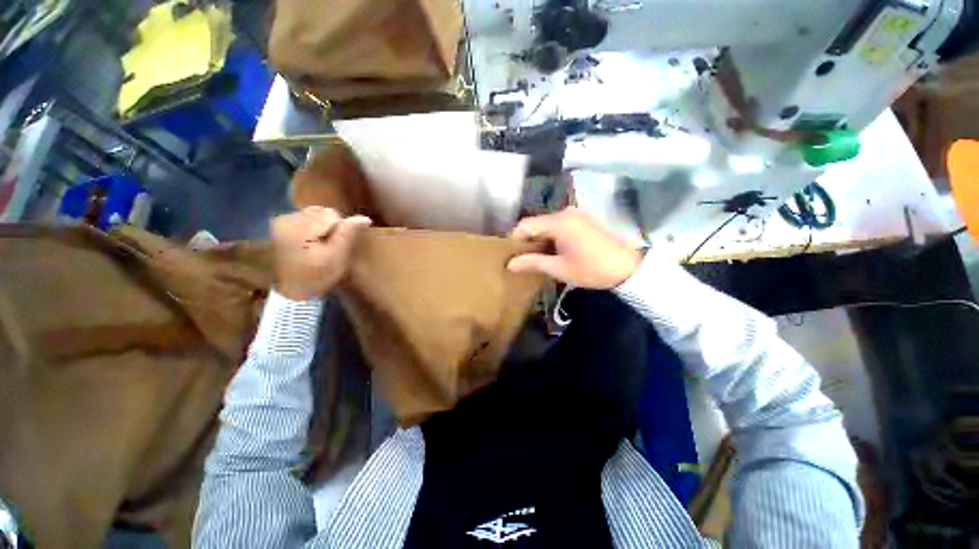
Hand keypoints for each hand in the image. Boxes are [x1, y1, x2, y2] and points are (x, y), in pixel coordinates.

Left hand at [271, 207, 371, 300]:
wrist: (294, 290)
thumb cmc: (318, 276)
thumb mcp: (337, 257)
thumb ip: (348, 234)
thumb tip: (365, 218)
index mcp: (298, 228)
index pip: (331, 215)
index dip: (340, 229)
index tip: (335, 246)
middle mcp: (286, 219)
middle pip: (322, 211)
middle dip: (331, 226)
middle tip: (328, 246)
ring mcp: (281, 220)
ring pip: (315, 212)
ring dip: (323, 226)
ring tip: (320, 244)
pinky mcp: (280, 223)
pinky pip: (306, 216)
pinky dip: (313, 226)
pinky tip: (311, 241)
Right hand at [507, 207, 641, 288]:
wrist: (628, 268)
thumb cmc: (592, 269)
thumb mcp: (559, 268)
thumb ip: (532, 263)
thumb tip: (510, 264)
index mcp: (558, 222)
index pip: (525, 225)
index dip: (514, 240)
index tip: (510, 256)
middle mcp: (565, 212)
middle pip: (535, 223)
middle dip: (526, 241)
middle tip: (520, 260)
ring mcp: (575, 215)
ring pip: (546, 225)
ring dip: (538, 240)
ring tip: (534, 258)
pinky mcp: (582, 220)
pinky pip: (557, 225)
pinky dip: (550, 237)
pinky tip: (551, 251)